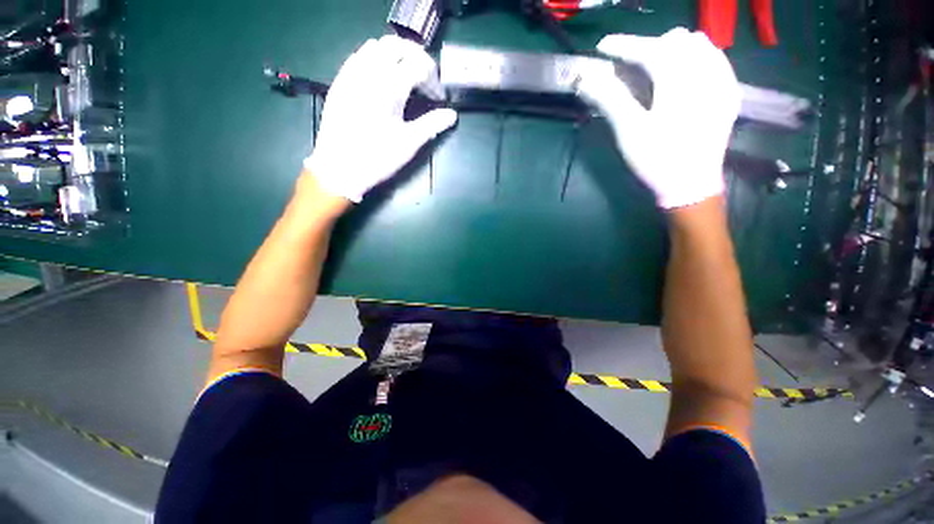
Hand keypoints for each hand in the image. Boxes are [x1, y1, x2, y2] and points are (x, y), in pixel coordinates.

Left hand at [305, 35, 457, 202]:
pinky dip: (375, 59)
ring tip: (405, 77)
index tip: (438, 98)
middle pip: (398, 45)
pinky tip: (380, 79)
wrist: (339, 167)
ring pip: (376, 45)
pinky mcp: (340, 80)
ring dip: (395, 55)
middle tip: (425, 79)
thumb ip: (432, 125)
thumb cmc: (378, 158)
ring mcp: (352, 73)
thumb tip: (452, 115)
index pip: (419, 66)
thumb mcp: (409, 143)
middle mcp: (370, 71)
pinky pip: (358, 56)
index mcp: (390, 86)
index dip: (434, 80)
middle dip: (417, 57)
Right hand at [577, 28, 740, 208]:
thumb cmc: (657, 159)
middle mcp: (707, 72)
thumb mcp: (629, 131)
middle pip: (676, 41)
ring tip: (654, 65)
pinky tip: (683, 73)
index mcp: (680, 81)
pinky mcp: (729, 93)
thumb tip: (586, 80)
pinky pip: (715, 59)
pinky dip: (695, 57)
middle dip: (649, 45)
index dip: (624, 45)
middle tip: (628, 63)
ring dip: (673, 49)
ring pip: (699, 45)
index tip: (603, 46)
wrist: (691, 185)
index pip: (650, 49)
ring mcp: (723, 81)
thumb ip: (610, 99)